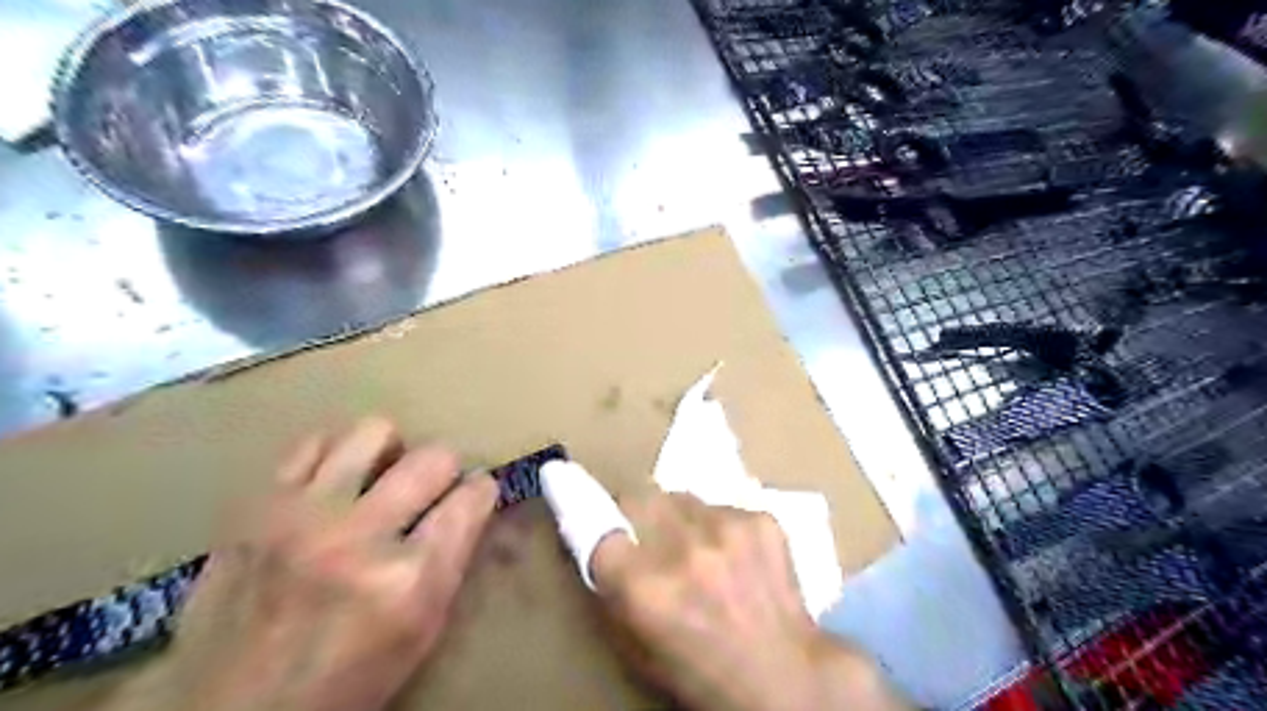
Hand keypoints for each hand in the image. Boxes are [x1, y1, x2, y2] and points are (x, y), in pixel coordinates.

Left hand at [109, 416, 496, 710]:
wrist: (232, 708)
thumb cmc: (347, 677)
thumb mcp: (422, 629)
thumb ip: (452, 557)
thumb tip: (469, 501)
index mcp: (409, 580)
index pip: (471, 498)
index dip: (480, 491)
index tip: (474, 494)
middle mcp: (359, 537)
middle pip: (433, 458)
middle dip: (445, 469)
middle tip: (431, 489)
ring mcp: (303, 515)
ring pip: (374, 432)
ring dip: (390, 453)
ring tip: (381, 478)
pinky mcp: (258, 506)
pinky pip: (312, 443)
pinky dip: (335, 455)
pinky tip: (335, 481)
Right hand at [590, 493, 904, 710]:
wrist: (786, 675)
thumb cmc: (702, 673)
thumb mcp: (638, 648)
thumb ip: (612, 592)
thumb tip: (598, 542)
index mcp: (645, 589)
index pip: (596, 525)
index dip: (586, 508)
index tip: (581, 494)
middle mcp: (682, 549)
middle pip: (640, 496)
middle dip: (636, 510)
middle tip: (647, 532)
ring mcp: (726, 529)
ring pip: (682, 498)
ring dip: (680, 518)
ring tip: (698, 549)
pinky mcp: (760, 520)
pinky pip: (722, 507)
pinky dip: (718, 526)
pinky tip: (734, 556)